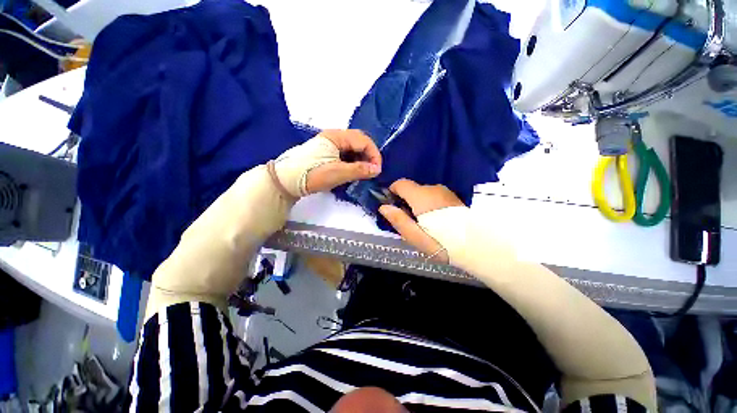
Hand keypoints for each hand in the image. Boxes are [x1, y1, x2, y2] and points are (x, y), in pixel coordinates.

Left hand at [306, 130, 381, 193]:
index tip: (377, 170)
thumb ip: (359, 170)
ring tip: (364, 172)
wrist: (287, 180)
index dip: (374, 154)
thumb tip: (377, 169)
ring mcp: (330, 144)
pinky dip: (353, 161)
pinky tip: (353, 170)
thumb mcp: (338, 173)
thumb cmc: (313, 174)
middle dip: (369, 155)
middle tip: (372, 170)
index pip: (363, 140)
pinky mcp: (327, 152)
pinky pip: (345, 153)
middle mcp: (334, 136)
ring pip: (353, 148)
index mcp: (337, 136)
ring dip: (361, 158)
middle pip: (359, 141)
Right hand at [379, 179, 463, 262]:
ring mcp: (445, 192)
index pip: (401, 183)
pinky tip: (436, 220)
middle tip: (408, 220)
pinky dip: (429, 204)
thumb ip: (397, 219)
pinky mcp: (453, 198)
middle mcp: (433, 189)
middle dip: (406, 201)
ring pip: (424, 193)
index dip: (393, 191)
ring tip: (423, 223)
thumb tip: (383, 207)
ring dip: (418, 203)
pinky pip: (434, 196)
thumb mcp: (414, 235)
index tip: (392, 205)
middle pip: (412, 189)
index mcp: (421, 195)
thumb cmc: (440, 242)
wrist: (476, 245)